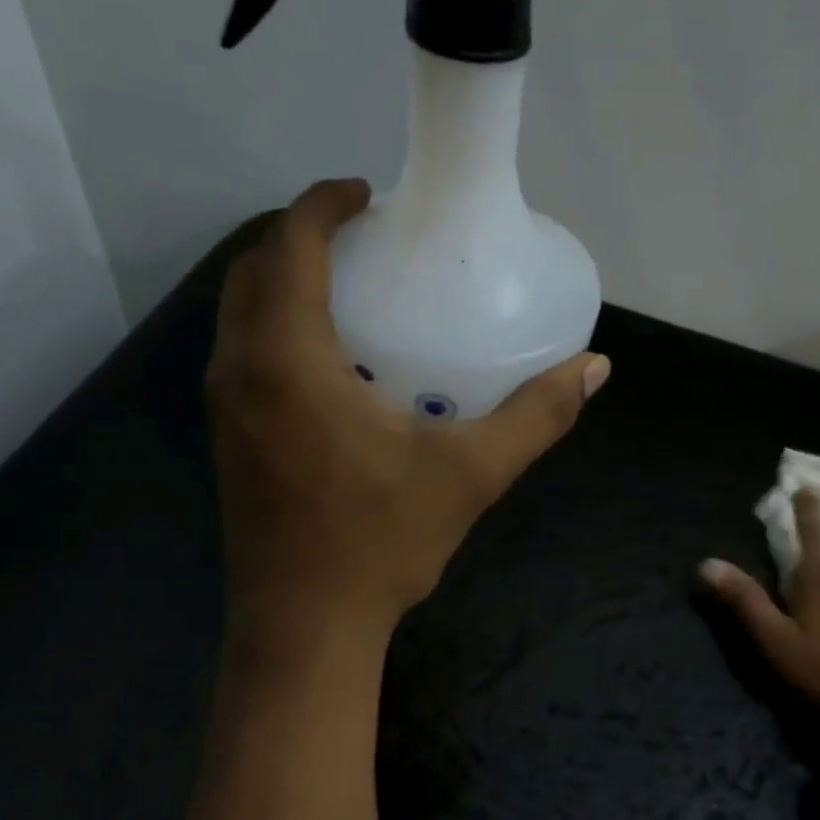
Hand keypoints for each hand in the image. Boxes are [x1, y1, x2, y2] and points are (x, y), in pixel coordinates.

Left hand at [207, 179, 610, 640]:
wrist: (304, 626)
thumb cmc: (380, 543)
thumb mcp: (470, 474)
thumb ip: (536, 416)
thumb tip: (594, 369)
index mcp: (289, 359)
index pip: (291, 245)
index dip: (323, 204)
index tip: (366, 193)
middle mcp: (241, 369)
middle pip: (254, 270)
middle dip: (300, 237)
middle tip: (364, 240)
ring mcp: (225, 407)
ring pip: (241, 314)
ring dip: (284, 283)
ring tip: (350, 291)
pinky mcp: (228, 439)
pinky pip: (244, 354)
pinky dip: (277, 328)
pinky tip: (332, 364)